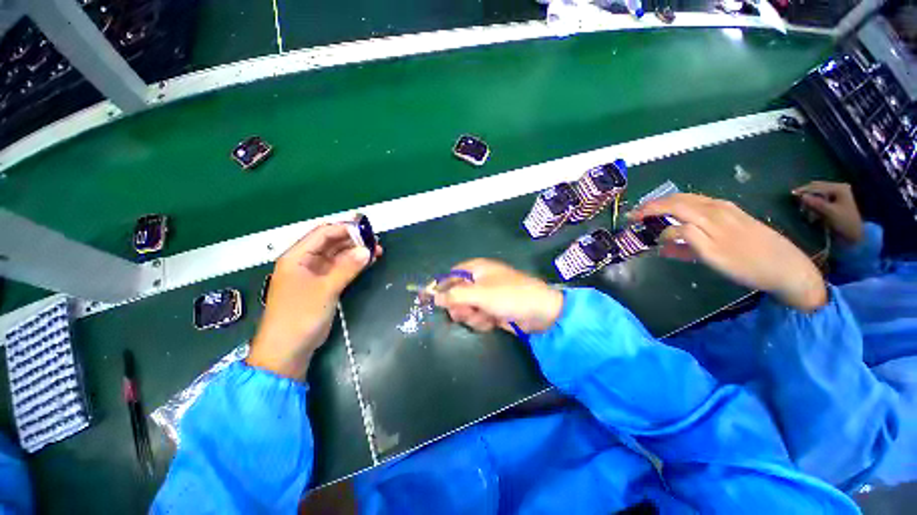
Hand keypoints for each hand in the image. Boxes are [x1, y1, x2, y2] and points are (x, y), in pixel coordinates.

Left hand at [248, 223, 381, 378]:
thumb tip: (367, 250)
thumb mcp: (325, 289)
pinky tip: (368, 262)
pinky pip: (340, 269)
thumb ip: (347, 268)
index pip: (322, 233)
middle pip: (331, 243)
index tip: (367, 231)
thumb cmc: (300, 315)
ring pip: (338, 256)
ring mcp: (314, 274)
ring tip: (377, 251)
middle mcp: (305, 261)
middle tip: (376, 241)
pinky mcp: (323, 285)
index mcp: (297, 257)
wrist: (287, 350)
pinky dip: (353, 265)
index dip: (345, 229)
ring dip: (356, 253)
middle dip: (354, 241)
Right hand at [432, 259, 563, 334]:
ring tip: (486, 316)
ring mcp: (485, 296)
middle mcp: (479, 281)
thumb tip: (434, 296)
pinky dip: (482, 321)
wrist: (540, 313)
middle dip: (460, 306)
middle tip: (468, 311)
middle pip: (455, 294)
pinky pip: (476, 317)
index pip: (449, 275)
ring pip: (465, 308)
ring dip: (472, 316)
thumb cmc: (509, 296)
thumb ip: (455, 295)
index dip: (439, 287)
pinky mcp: (491, 310)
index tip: (428, 300)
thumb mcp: (480, 294)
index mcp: (476, 269)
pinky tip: (492, 321)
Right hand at [632, 194, 826, 311]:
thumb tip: (662, 238)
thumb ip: (686, 242)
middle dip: (653, 204)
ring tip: (651, 210)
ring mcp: (725, 208)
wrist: (787, 266)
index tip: (631, 219)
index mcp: (709, 218)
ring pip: (689, 198)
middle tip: (636, 213)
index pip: (671, 208)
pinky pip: (701, 201)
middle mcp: (715, 208)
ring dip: (666, 202)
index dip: (648, 212)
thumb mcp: (712, 258)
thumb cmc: (747, 266)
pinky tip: (678, 210)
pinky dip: (682, 203)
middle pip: (678, 199)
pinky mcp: (733, 211)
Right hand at [792, 181, 864, 243]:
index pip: (818, 186)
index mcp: (839, 188)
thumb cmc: (845, 222)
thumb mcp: (831, 213)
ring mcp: (837, 193)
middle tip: (797, 200)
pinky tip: (811, 208)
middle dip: (807, 194)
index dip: (804, 190)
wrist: (855, 233)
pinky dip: (814, 202)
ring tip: (804, 207)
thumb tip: (802, 196)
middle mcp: (838, 187)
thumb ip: (817, 204)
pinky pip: (820, 197)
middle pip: (817, 187)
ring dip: (810, 199)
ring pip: (818, 192)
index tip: (791, 194)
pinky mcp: (835, 199)